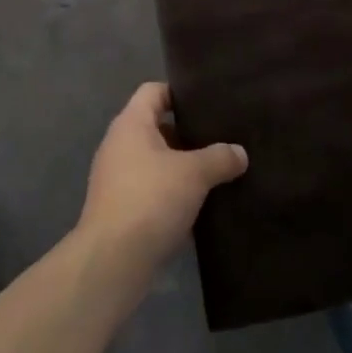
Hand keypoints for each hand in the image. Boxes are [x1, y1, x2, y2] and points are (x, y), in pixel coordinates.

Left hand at [78, 82, 247, 276]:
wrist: (112, 261)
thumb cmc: (150, 200)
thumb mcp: (193, 174)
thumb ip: (219, 158)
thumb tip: (240, 153)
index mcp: (131, 124)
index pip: (154, 91)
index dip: (179, 92)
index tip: (207, 103)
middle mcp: (119, 145)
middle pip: (156, 127)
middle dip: (187, 135)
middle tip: (220, 139)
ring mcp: (116, 179)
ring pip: (155, 162)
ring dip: (181, 168)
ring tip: (216, 173)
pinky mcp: (119, 209)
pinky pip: (150, 191)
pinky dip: (171, 195)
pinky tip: (199, 208)